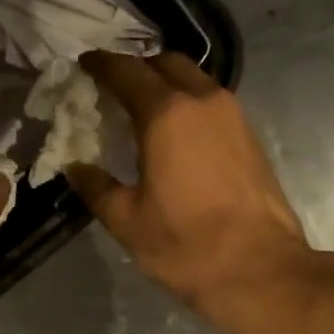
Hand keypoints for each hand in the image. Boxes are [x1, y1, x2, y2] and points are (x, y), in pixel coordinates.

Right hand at [68, 53, 330, 315]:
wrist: (258, 269)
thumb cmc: (184, 245)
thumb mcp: (126, 220)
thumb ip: (96, 187)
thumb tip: (75, 167)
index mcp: (166, 115)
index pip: (127, 72)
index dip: (101, 65)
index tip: (84, 66)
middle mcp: (203, 102)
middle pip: (166, 64)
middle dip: (138, 68)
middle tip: (114, 87)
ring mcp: (234, 116)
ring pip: (195, 80)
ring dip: (167, 84)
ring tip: (143, 109)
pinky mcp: (251, 137)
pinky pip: (213, 104)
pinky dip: (189, 105)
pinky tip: (177, 133)